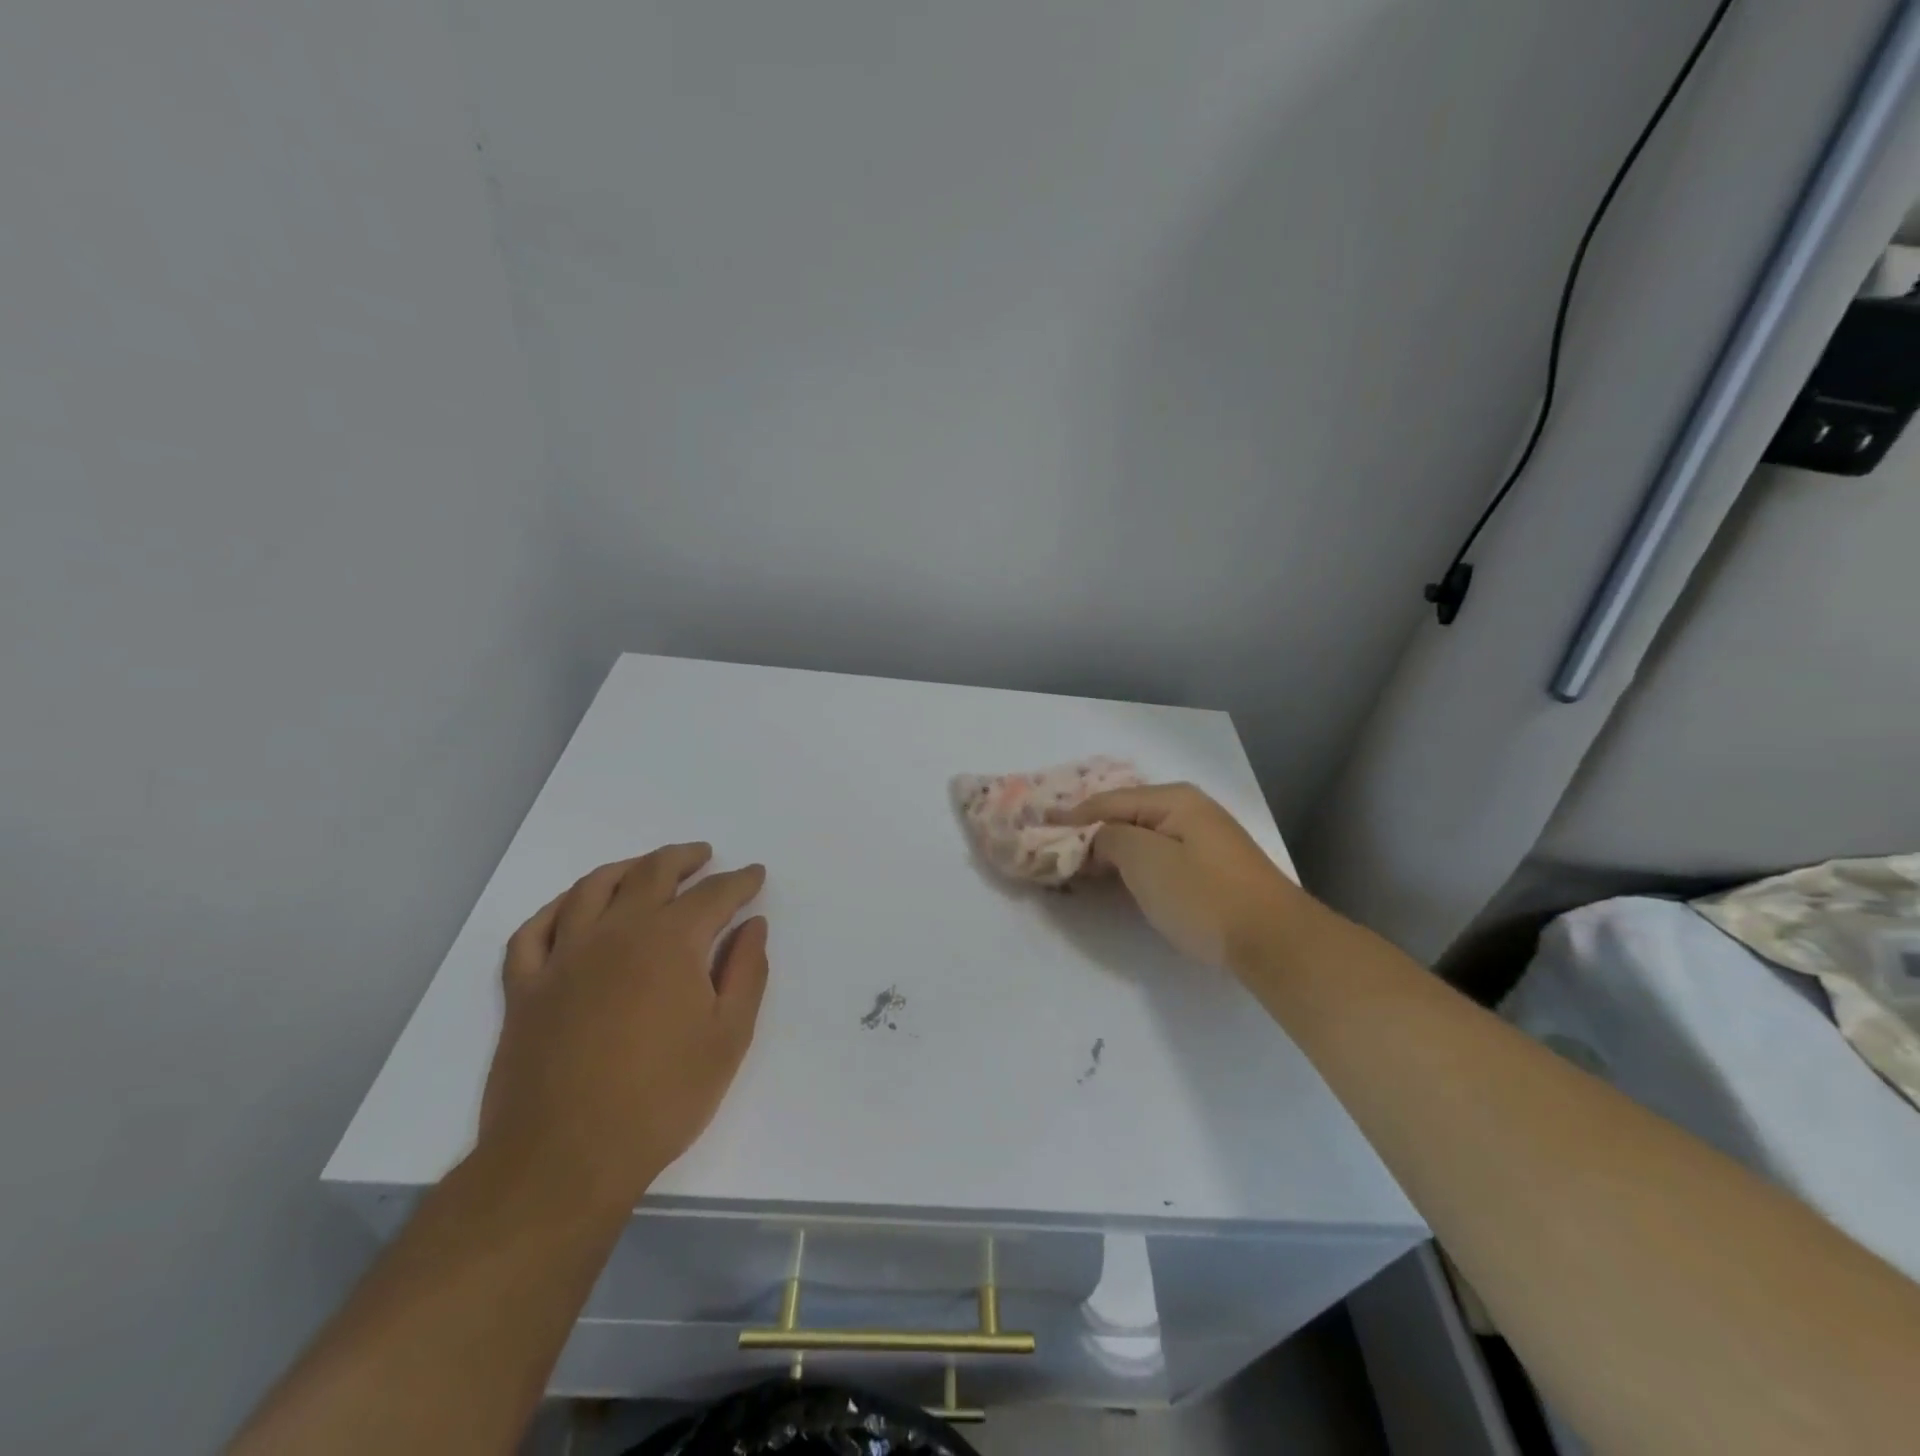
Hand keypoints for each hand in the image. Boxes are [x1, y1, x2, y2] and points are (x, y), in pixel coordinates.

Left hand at [478, 845, 768, 1213]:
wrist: (563, 1160)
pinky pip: (533, 931)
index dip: (739, 881)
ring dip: (625, 868)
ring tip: (644, 868)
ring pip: (592, 888)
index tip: (754, 875)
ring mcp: (563, 957)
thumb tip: (752, 925)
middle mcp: (616, 933)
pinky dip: (555, 909)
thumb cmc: (662, 1099)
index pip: (713, 895)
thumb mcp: (728, 1037)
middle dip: (683, 859)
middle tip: (704, 856)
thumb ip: (746, 971)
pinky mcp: (525, 988)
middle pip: (651, 873)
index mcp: (670, 942)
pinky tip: (571, 907)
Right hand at [1056, 783, 1300, 971]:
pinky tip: (1119, 877)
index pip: (1108, 801)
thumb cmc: (1202, 895)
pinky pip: (1159, 855)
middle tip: (1055, 849)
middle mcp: (1190, 809)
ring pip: (1143, 837)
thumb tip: (1099, 839)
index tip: (1040, 826)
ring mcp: (1204, 839)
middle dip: (1090, 831)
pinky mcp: (1212, 868)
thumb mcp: (1145, 860)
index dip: (1072, 816)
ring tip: (1079, 865)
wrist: (1273, 941)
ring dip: (1111, 849)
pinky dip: (1133, 863)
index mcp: (1174, 799)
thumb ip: (1110, 838)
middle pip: (1126, 815)